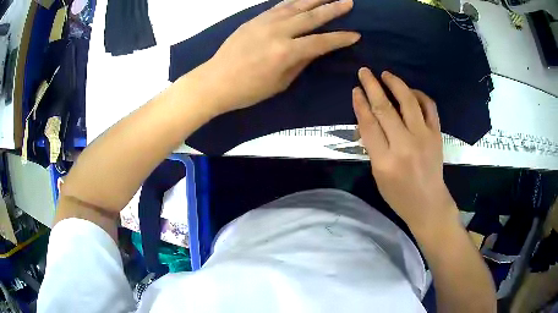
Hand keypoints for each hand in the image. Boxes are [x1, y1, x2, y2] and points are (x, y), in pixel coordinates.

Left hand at [205, 0, 359, 114]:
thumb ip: (300, 62)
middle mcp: (278, 32)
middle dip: (333, 8)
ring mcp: (264, 22)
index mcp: (286, 53)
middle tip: (349, 2)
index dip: (340, 38)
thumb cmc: (248, 90)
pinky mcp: (254, 19)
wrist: (215, 81)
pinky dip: (293, 1)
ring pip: (295, 5)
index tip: (356, 34)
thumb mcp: (280, 82)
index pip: (321, 42)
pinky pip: (278, 6)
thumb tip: (315, 48)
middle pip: (311, 16)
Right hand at [352, 68, 457, 234]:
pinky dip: (419, 95)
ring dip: (395, 84)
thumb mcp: (377, 176)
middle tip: (364, 72)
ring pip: (408, 102)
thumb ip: (372, 147)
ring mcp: (424, 138)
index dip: (360, 104)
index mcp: (385, 161)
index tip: (355, 90)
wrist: (428, 203)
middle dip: (372, 86)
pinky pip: (429, 107)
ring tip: (386, 74)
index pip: (369, 124)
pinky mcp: (437, 134)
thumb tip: (367, 120)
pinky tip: (410, 92)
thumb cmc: (399, 195)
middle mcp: (405, 145)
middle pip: (385, 109)